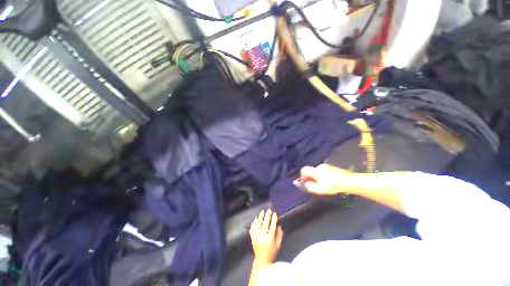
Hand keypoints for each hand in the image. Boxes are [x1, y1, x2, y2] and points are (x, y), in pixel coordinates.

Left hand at [249, 209, 282, 264]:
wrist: (261, 261)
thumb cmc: (271, 253)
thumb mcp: (278, 245)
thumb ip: (279, 235)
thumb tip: (279, 225)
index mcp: (270, 239)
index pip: (272, 226)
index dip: (274, 219)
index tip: (275, 214)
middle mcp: (262, 237)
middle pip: (265, 224)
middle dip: (267, 216)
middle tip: (269, 210)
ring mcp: (256, 237)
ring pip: (258, 224)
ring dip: (260, 217)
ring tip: (262, 212)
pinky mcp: (252, 238)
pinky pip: (252, 228)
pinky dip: (254, 223)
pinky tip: (256, 219)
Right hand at [300, 164, 352, 195]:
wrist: (348, 181)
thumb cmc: (333, 186)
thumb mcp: (321, 190)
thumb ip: (311, 187)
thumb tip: (306, 184)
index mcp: (315, 171)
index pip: (304, 169)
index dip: (302, 175)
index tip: (305, 181)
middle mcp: (319, 167)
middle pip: (311, 171)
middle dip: (311, 177)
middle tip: (316, 185)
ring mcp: (325, 166)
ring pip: (317, 171)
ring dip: (317, 176)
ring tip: (324, 184)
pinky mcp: (331, 167)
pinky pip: (323, 170)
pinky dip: (323, 175)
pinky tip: (329, 181)